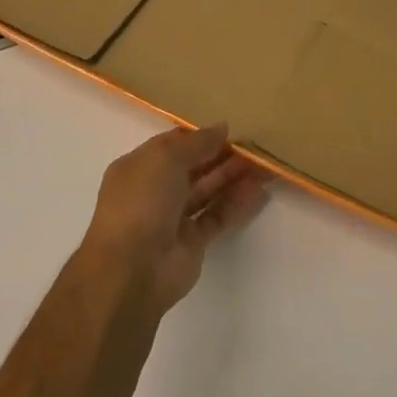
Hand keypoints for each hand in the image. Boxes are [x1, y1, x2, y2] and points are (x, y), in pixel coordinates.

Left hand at [79, 124, 269, 316]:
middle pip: (194, 168)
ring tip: (265, 166)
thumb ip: (195, 142)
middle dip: (222, 156)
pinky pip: (218, 217)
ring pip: (208, 192)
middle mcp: (155, 191)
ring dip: (233, 178)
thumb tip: (221, 128)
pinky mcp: (192, 242)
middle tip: (255, 146)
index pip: (173, 145)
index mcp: (139, 168)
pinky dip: (237, 205)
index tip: (231, 130)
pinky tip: (259, 192)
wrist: (132, 268)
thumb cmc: (141, 202)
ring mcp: (173, 218)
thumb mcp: (164, 159)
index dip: (200, 137)